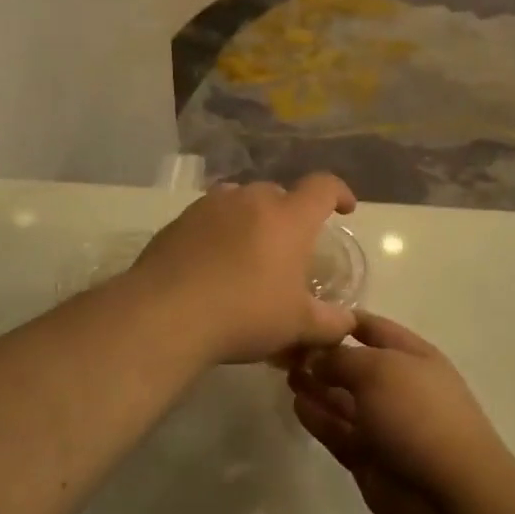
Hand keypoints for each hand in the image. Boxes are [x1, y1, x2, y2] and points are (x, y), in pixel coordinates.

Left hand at [128, 175, 357, 364]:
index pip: (323, 187)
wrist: (166, 314)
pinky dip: (220, 230)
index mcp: (289, 217)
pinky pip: (211, 216)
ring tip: (250, 251)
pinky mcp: (180, 219)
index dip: (339, 193)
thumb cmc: (245, 314)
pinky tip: (213, 262)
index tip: (344, 208)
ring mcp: (212, 205)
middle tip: (290, 248)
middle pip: (280, 194)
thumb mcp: (297, 326)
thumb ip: (330, 322)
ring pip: (242, 201)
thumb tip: (347, 322)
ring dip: (253, 218)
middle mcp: (252, 200)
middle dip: (291, 214)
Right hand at [287, 314, 514, 513]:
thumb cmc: (418, 415)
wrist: (450, 493)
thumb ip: (341, 359)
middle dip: (323, 356)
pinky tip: (296, 405)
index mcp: (412, 356)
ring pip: (343, 399)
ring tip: (285, 375)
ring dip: (316, 387)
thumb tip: (316, 356)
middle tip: (284, 351)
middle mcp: (398, 386)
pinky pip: (339, 431)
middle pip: (354, 365)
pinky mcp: (369, 457)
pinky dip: (318, 418)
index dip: (342, 320)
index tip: (305, 315)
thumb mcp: (378, 370)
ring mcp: (384, 424)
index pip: (373, 328)